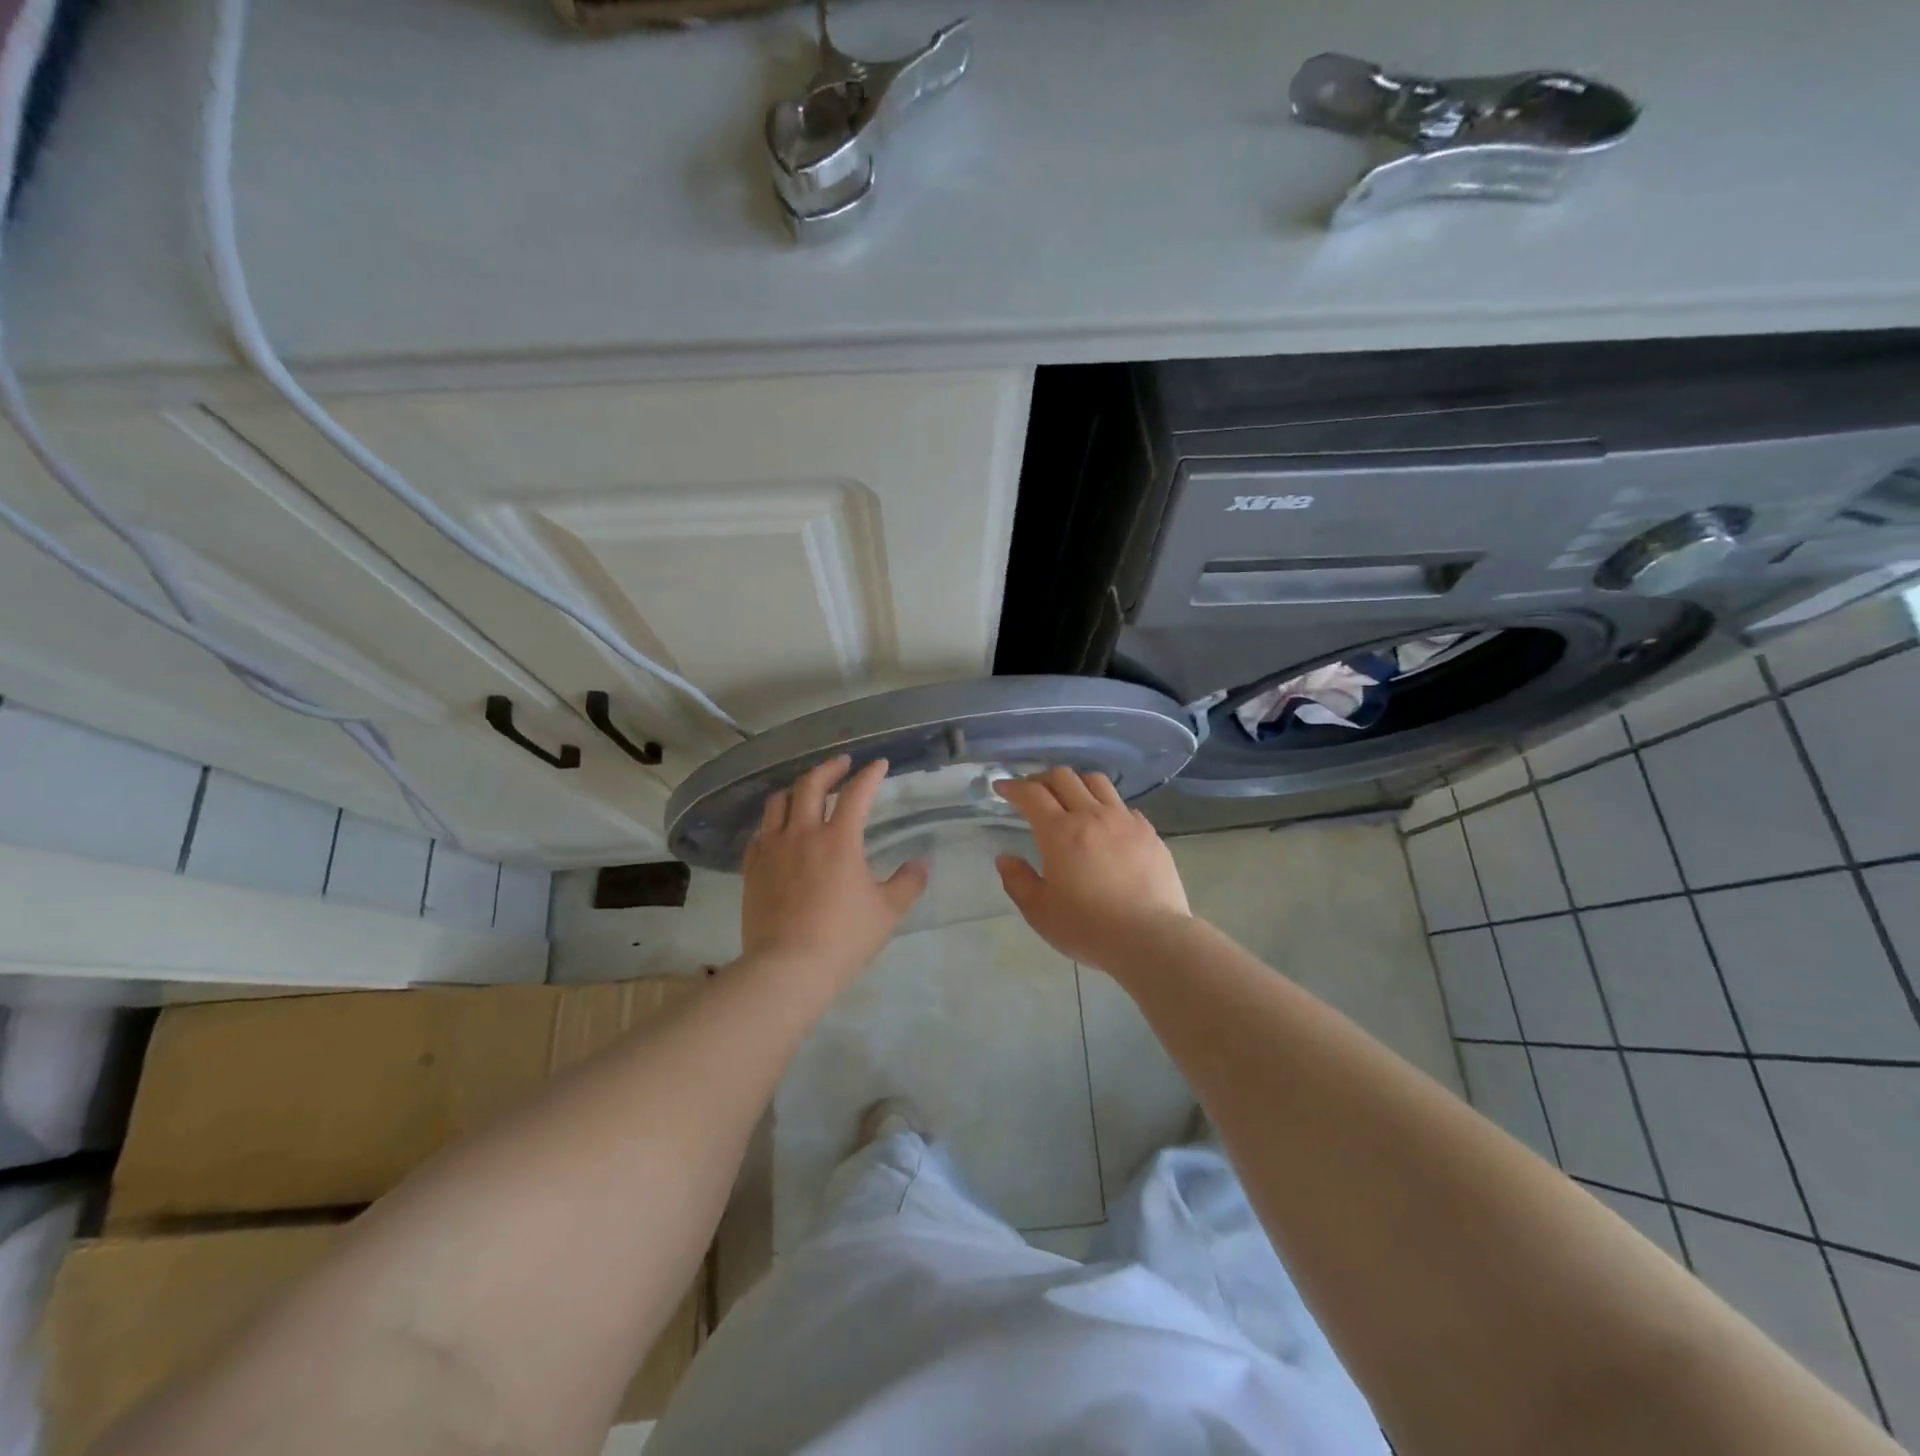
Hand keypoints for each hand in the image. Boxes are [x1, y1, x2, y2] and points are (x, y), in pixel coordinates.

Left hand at [740, 755, 927, 989]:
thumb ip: (908, 883)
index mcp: (839, 839)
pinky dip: (772, 824)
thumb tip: (923, 863)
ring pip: (778, 803)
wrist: (787, 968)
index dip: (870, 775)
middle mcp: (803, 834)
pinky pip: (759, 834)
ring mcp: (772, 850)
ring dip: (796, 790)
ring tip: (807, 791)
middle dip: (829, 768)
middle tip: (842, 764)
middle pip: (811, 784)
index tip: (880, 764)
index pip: (857, 793)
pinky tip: (779, 831)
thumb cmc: (843, 937)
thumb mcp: (887, 911)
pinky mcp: (752, 869)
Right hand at [993, 767, 1191, 969]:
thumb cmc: (1088, 927)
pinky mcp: (1149, 832)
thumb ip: (1017, 881)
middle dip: (1042, 779)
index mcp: (1060, 832)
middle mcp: (1092, 815)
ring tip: (1069, 797)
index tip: (1001, 788)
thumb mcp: (1039, 912)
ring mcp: (1124, 820)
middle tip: (1032, 793)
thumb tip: (1005, 858)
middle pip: (1064, 777)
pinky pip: (1123, 806)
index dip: (1013, 787)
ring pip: (1097, 782)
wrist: (1150, 937)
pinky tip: (1105, 824)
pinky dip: (1106, 806)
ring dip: (1076, 783)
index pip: (1031, 794)